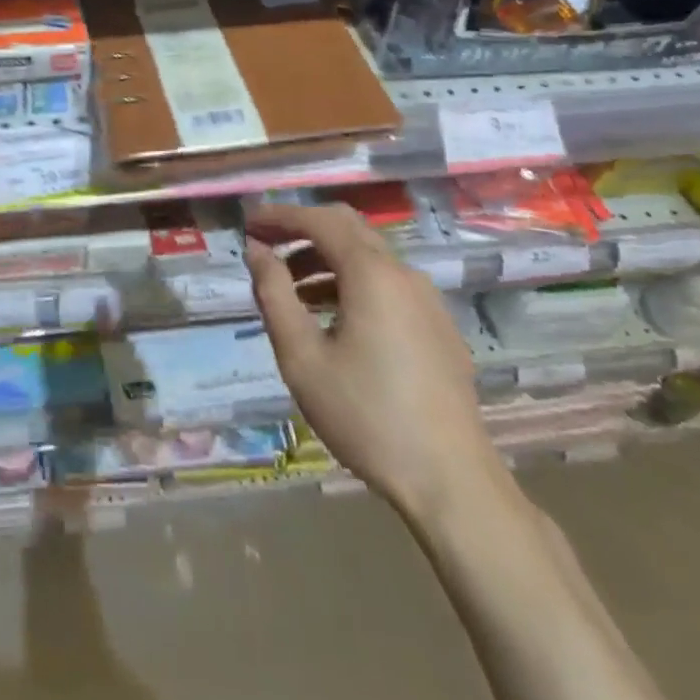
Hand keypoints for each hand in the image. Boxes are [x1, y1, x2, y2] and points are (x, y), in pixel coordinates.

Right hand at [245, 202, 504, 520]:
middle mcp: (404, 274)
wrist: (452, 483)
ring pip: (369, 257)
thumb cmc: (366, 415)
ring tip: (290, 290)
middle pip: (348, 228)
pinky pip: (388, 284)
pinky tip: (333, 319)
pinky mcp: (439, 329)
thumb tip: (256, 250)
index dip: (279, 216)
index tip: (247, 224)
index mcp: (371, 274)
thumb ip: (274, 294)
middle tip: (265, 246)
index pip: (319, 220)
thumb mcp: (301, 356)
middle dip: (302, 230)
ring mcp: (428, 301)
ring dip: (325, 259)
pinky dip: (352, 282)